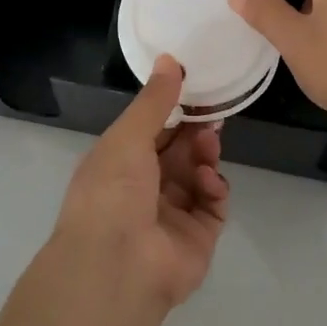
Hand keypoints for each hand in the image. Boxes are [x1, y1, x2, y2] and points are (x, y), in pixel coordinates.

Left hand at [51, 56, 229, 312]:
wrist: (117, 266)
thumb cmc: (112, 191)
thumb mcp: (128, 136)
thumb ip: (155, 100)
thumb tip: (170, 59)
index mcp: (119, 163)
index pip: (151, 130)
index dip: (174, 109)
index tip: (197, 87)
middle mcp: (144, 188)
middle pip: (179, 151)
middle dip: (196, 130)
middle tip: (214, 113)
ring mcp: (172, 214)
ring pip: (198, 174)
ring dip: (205, 155)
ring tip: (209, 143)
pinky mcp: (197, 237)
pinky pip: (213, 204)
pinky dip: (214, 189)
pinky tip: (208, 181)